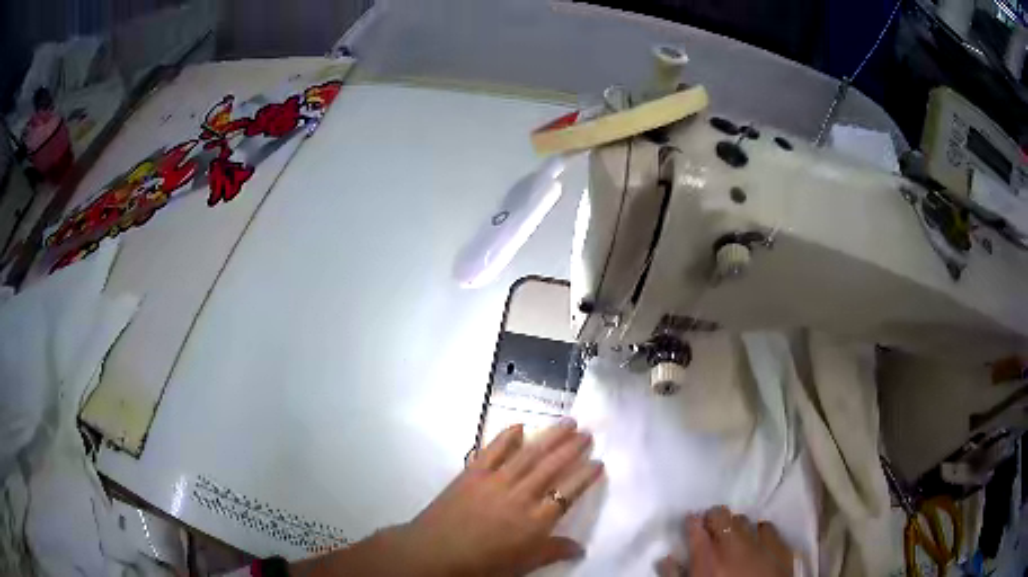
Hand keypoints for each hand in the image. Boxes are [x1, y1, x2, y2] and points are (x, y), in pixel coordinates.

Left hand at [399, 419, 603, 576]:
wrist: (435, 553)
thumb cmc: (482, 564)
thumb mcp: (523, 564)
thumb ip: (553, 552)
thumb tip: (581, 548)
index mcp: (536, 521)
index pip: (569, 493)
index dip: (585, 476)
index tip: (598, 462)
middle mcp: (521, 495)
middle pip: (552, 466)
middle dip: (573, 448)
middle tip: (587, 433)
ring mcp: (496, 481)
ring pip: (529, 454)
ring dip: (550, 436)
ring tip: (567, 422)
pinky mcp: (473, 473)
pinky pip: (493, 450)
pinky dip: (507, 436)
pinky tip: (519, 426)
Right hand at [656, 506, 794, 576]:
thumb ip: (675, 574)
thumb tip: (667, 559)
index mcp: (707, 558)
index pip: (696, 528)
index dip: (692, 522)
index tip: (692, 520)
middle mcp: (733, 545)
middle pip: (722, 517)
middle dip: (714, 518)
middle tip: (711, 525)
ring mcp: (760, 544)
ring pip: (744, 520)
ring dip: (736, 524)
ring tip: (734, 533)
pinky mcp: (780, 548)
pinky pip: (769, 528)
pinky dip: (761, 530)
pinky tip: (758, 537)